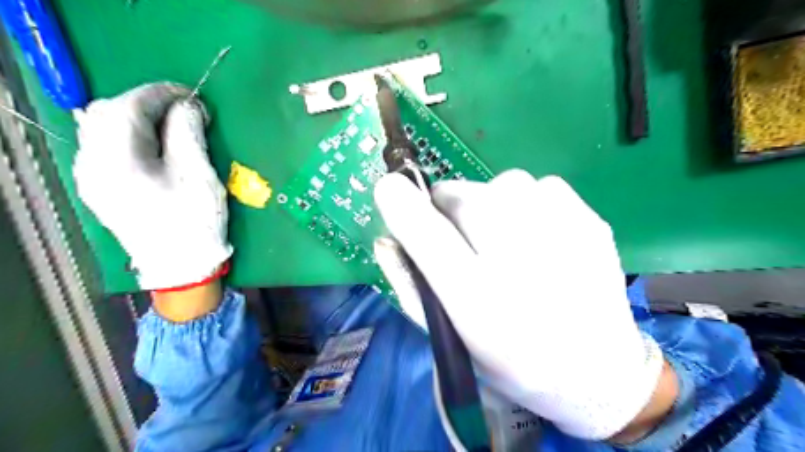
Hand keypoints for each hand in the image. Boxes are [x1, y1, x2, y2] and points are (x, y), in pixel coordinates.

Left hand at [72, 83, 230, 290]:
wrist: (181, 267)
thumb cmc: (195, 222)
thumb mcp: (199, 175)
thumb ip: (188, 133)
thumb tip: (188, 106)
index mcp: (117, 161)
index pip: (129, 106)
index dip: (162, 94)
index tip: (193, 97)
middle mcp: (92, 165)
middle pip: (107, 113)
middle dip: (147, 104)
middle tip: (184, 112)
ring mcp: (92, 178)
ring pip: (101, 129)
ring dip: (136, 118)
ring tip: (170, 127)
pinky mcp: (100, 188)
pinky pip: (105, 148)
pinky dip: (128, 136)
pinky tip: (152, 146)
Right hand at [375, 171, 670, 438]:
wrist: (597, 371)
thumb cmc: (512, 360)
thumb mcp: (451, 336)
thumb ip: (410, 286)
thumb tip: (386, 236)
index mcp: (478, 300)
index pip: (426, 232)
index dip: (400, 203)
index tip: (389, 190)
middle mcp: (519, 261)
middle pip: (461, 195)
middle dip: (450, 210)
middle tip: (466, 242)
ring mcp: (562, 232)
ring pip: (499, 185)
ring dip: (490, 206)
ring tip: (509, 243)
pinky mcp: (589, 218)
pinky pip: (537, 186)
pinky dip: (527, 205)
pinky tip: (542, 240)